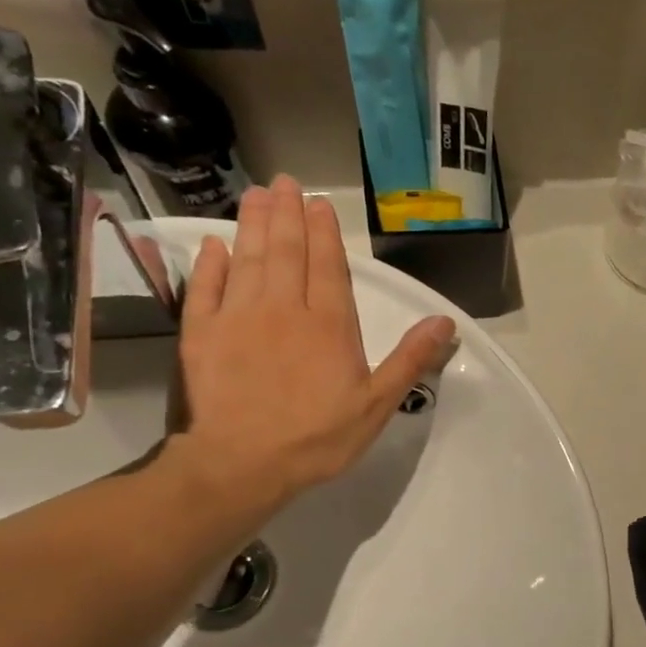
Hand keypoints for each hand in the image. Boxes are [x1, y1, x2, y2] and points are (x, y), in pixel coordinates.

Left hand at [172, 176, 454, 508]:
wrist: (241, 464)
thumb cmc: (319, 437)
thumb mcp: (378, 404)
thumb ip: (410, 359)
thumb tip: (444, 321)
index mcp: (329, 325)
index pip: (328, 267)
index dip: (324, 233)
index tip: (320, 203)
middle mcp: (283, 309)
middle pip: (285, 252)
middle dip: (287, 214)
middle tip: (285, 183)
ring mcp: (238, 318)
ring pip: (247, 259)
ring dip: (252, 225)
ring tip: (256, 195)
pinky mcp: (201, 334)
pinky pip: (205, 288)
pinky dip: (210, 263)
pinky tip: (214, 245)